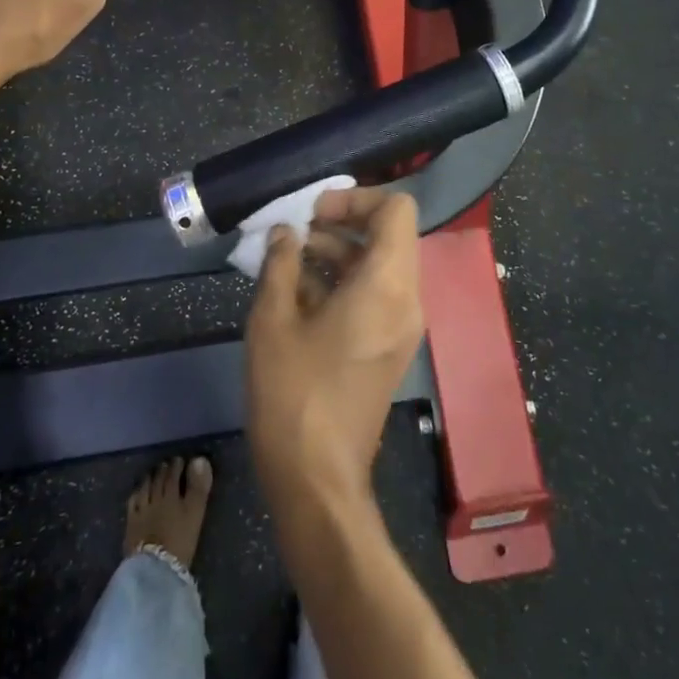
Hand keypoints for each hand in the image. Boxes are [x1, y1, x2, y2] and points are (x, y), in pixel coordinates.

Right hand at [246, 186, 423, 529]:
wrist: (318, 480)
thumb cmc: (292, 394)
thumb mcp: (272, 320)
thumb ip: (280, 264)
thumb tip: (284, 233)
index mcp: (386, 285)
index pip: (395, 209)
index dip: (354, 198)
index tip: (312, 212)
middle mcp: (406, 300)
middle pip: (389, 234)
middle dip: (341, 223)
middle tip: (295, 230)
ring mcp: (402, 326)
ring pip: (380, 264)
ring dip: (338, 251)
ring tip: (287, 258)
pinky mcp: (390, 347)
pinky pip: (375, 294)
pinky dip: (343, 280)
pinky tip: (297, 290)